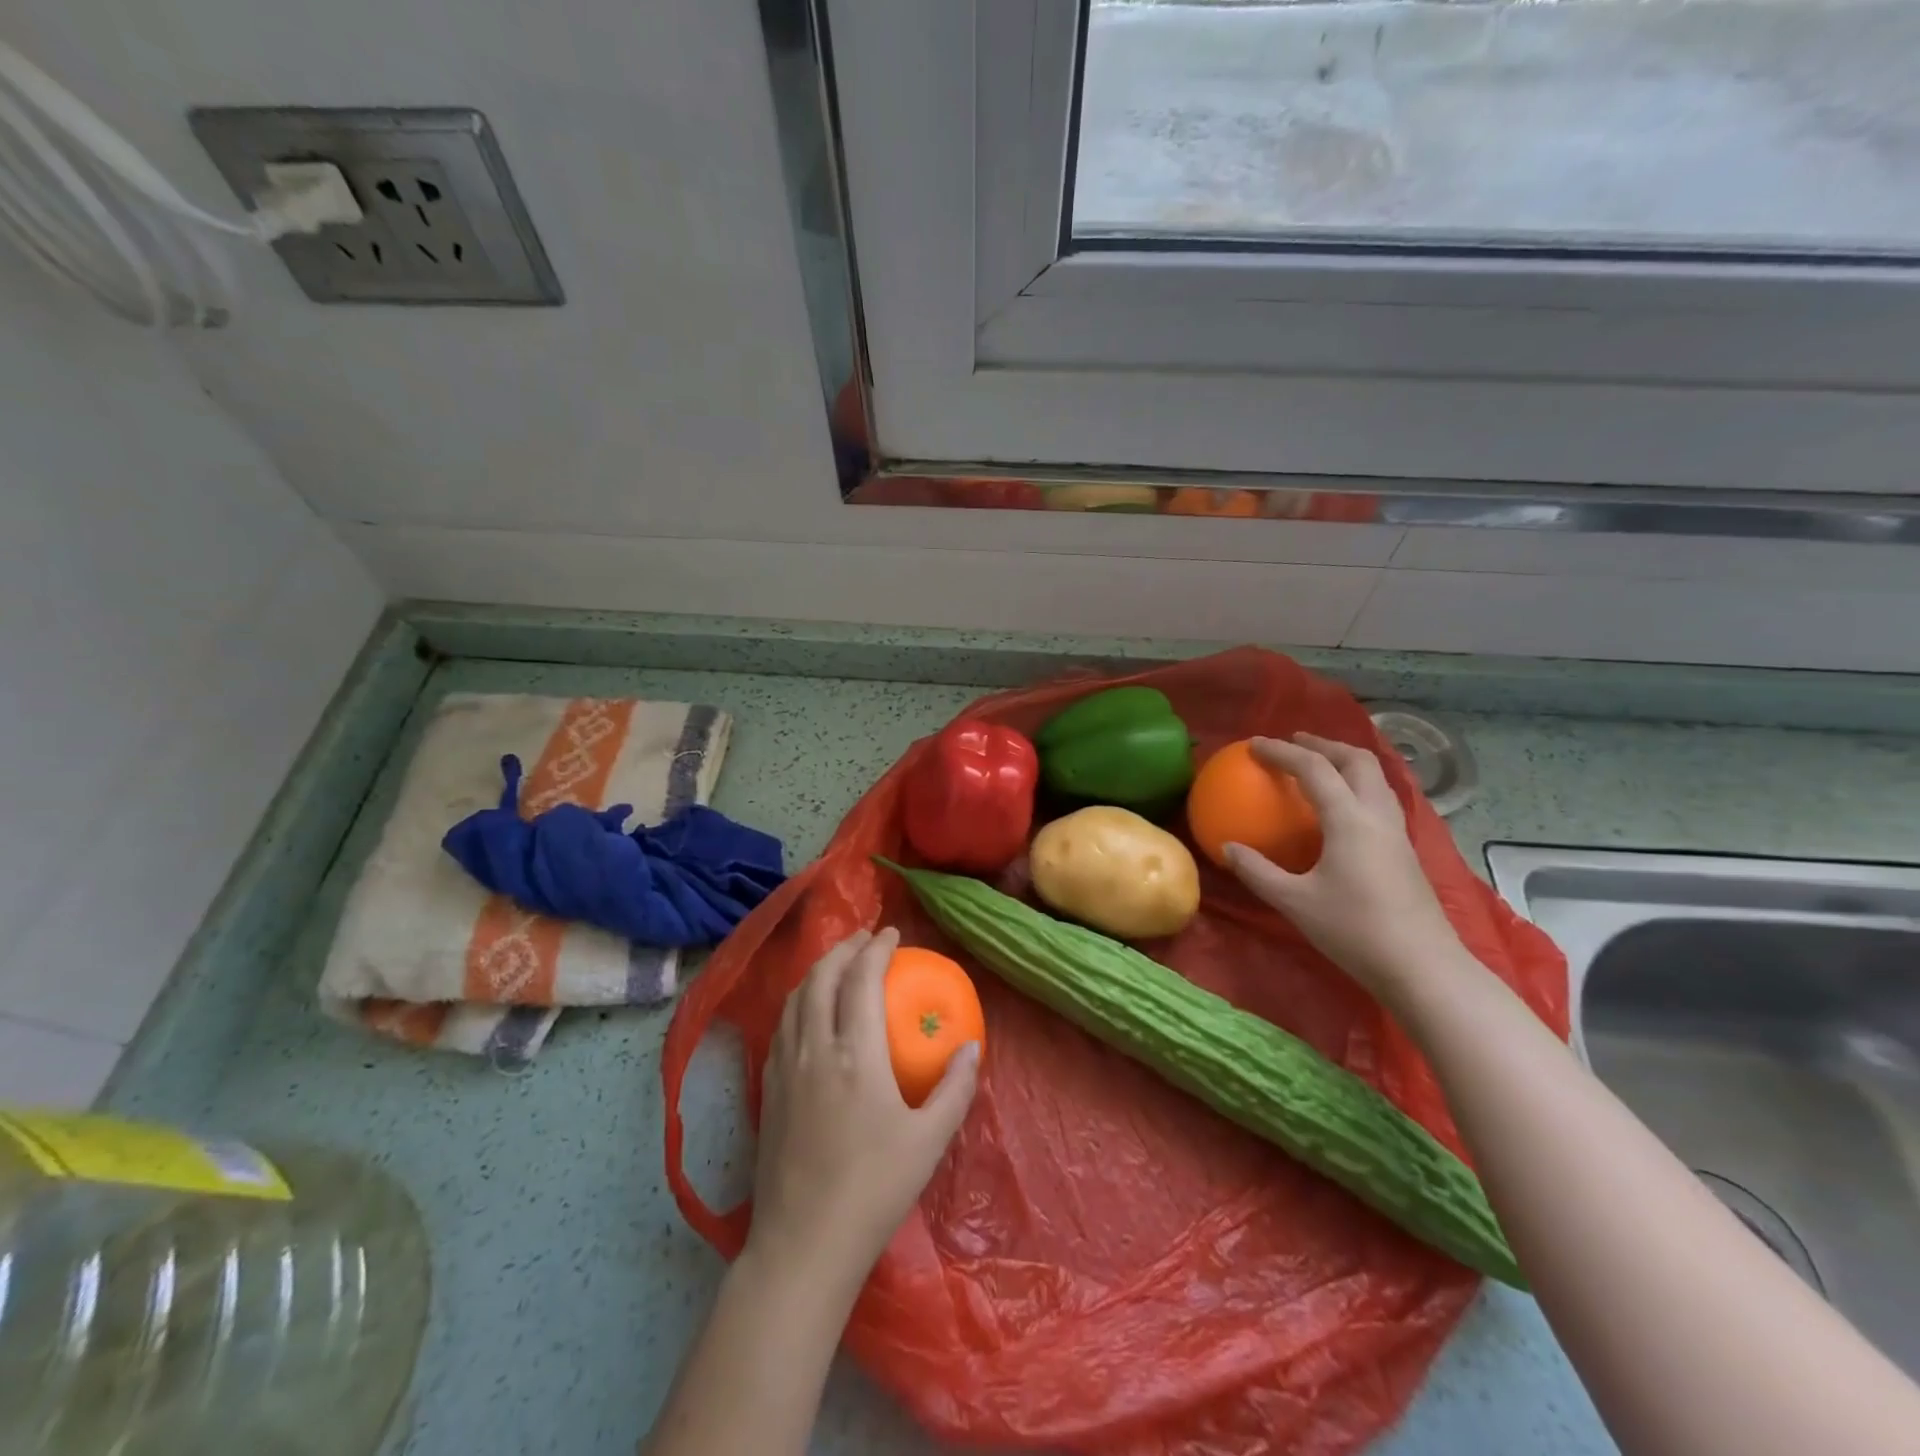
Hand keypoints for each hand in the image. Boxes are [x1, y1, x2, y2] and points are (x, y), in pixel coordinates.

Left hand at [745, 928, 980, 1297]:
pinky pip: (781, 1025)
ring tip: (838, 963)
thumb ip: (955, 1089)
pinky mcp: (768, 1089)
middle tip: (864, 938)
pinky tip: (808, 1011)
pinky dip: (798, 1000)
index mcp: (855, 1055)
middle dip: (843, 948)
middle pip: (821, 977)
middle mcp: (814, 1049)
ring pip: (795, 998)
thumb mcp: (928, 1142)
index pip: (861, 980)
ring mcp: (785, 1068)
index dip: (876, 949)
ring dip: (818, 970)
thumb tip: (971, 1046)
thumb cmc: (873, 1192)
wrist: (802, 1246)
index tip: (891, 933)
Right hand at [1222, 733, 1464, 1001]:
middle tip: (1294, 743)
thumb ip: (1258, 872)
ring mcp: (1397, 833)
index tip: (1254, 745)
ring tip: (1319, 765)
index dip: (1282, 751)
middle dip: (1324, 744)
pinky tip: (1342, 808)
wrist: (1423, 968)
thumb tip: (1228, 848)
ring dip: (1345, 761)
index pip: (1314, 768)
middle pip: (1357, 760)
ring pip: (1375, 778)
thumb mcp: (1294, 903)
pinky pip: (1380, 799)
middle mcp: (1377, 815)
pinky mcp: (1406, 851)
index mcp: (1349, 819)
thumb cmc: (1354, 931)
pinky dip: (1357, 785)